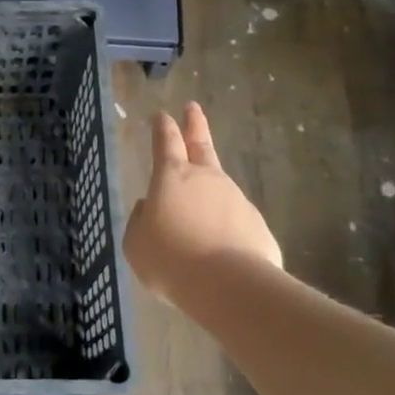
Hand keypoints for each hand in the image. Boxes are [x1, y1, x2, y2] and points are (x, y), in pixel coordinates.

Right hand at [125, 102, 282, 307]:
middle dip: (195, 125)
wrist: (228, 286)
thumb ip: (140, 221)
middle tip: (193, 108)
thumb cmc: (170, 259)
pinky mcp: (257, 226)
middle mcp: (207, 179)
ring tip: (197, 218)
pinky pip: (235, 222)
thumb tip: (149, 209)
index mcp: (171, 177)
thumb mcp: (136, 243)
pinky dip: (225, 228)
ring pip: (219, 188)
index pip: (165, 142)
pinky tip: (219, 250)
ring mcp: (237, 200)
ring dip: (209, 193)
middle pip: (201, 145)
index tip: (162, 114)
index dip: (162, 127)